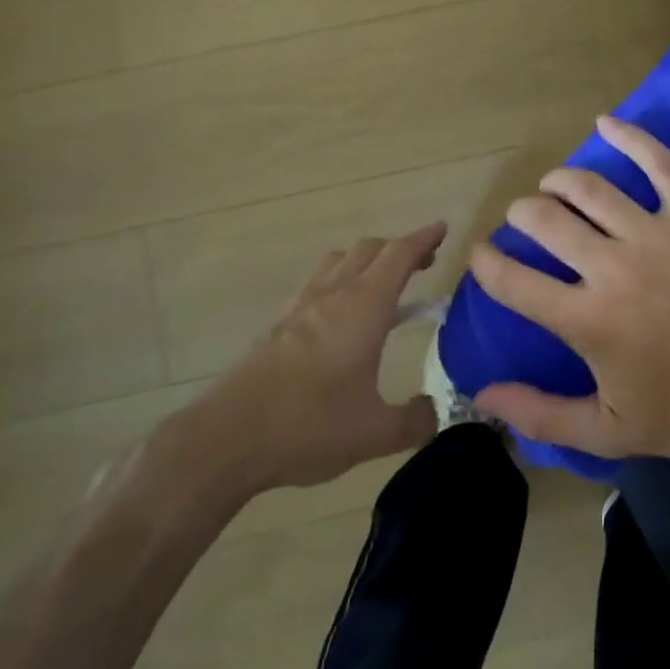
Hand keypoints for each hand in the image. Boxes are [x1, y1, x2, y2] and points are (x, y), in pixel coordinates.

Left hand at [160, 224, 445, 503]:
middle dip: (400, 248)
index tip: (443, 229)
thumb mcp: (376, 433)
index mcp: (364, 307)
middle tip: (423, 262)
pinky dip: (339, 281)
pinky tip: (341, 314)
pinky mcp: (279, 326)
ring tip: (383, 281)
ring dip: (366, 260)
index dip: (423, 238)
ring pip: (338, 261)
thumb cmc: (309, 426)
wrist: (226, 439)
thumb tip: (435, 411)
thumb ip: (415, 420)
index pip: (399, 255)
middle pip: (369, 250)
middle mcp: (333, 295)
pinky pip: (316, 284)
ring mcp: (301, 308)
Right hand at [470, 116, 669, 459]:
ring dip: (558, 181)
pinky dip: (628, 136)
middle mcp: (612, 268)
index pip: (511, 280)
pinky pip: (658, 162)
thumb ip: (540, 413)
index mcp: (587, 320)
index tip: (481, 255)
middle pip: (544, 220)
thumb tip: (482, 393)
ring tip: (552, 186)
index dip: (485, 263)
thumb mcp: (608, 431)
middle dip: (521, 215)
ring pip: (588, 187)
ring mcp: (656, 234)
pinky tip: (605, 123)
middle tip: (524, 221)